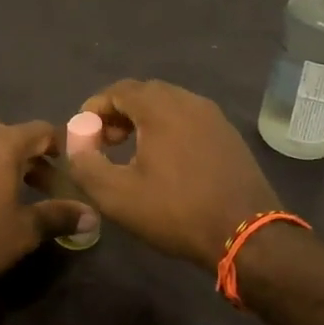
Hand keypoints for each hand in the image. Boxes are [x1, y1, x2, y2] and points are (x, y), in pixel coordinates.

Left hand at [0, 119, 96, 289]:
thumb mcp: (26, 230)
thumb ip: (60, 216)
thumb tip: (92, 215)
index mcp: (6, 142)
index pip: (42, 131)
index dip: (59, 148)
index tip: (67, 171)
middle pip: (13, 136)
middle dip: (30, 158)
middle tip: (43, 189)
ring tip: (6, 182)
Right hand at [67, 79, 280, 269]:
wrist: (247, 234)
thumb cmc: (177, 211)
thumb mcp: (117, 196)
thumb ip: (86, 165)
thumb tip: (76, 144)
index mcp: (161, 108)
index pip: (119, 89)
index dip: (95, 107)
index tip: (83, 133)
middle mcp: (189, 101)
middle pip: (145, 93)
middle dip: (119, 112)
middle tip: (106, 142)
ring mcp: (214, 117)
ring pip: (169, 105)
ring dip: (145, 120)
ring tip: (133, 151)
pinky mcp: (229, 135)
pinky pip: (190, 119)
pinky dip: (169, 128)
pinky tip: (166, 161)